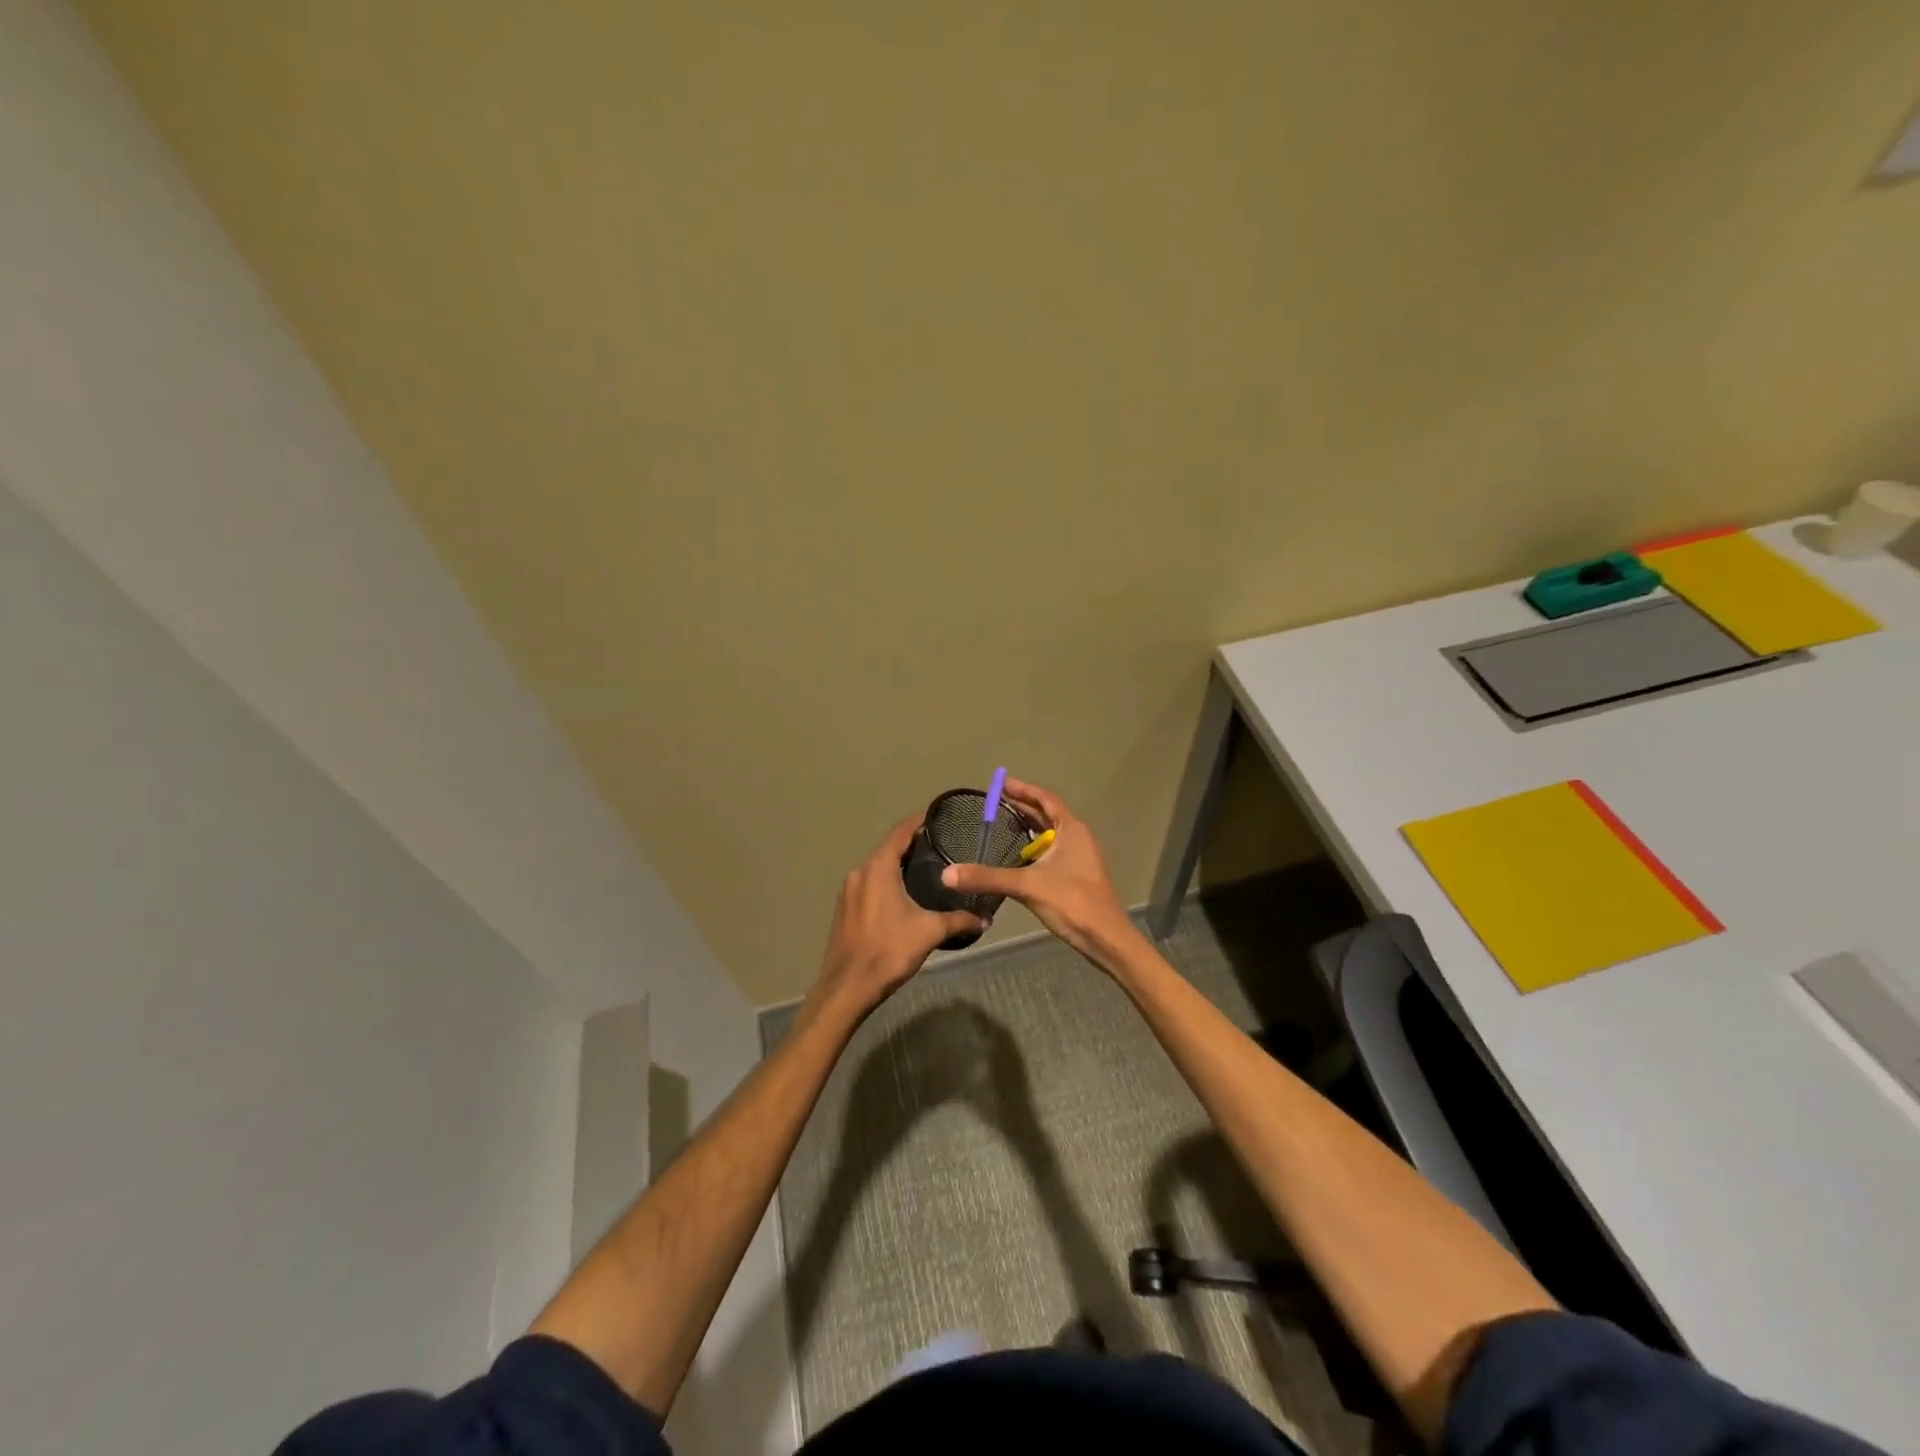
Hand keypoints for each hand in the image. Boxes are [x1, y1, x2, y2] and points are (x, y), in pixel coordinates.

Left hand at [814, 814, 984, 1016]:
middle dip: (913, 843)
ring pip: (877, 866)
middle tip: (941, 845)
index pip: (901, 831)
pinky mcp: (845, 907)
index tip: (939, 817)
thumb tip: (986, 918)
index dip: (920, 821)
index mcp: (878, 867)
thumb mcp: (930, 932)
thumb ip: (960, 920)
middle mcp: (860, 871)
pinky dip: (887, 880)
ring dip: (898, 863)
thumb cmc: (889, 950)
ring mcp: (849, 890)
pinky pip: (869, 883)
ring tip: (927, 869)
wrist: (848, 986)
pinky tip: (903, 894)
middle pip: (889, 847)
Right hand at [939, 778, 1139, 968]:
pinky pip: (1052, 852)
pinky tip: (1017, 859)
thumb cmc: (1071, 902)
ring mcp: (1080, 857)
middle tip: (995, 803)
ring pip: (1050, 835)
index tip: (1001, 784)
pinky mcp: (1078, 875)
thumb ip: (987, 878)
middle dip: (1022, 808)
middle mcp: (1078, 837)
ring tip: (1002, 826)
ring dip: (1028, 829)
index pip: (1045, 799)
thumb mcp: (1027, 885)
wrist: (1106, 939)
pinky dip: (1034, 849)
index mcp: (1071, 829)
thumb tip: (947, 874)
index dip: (1023, 790)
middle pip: (1047, 815)